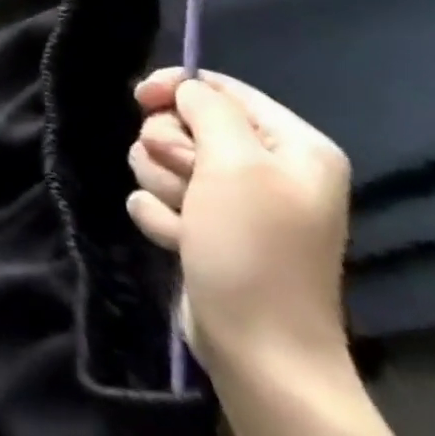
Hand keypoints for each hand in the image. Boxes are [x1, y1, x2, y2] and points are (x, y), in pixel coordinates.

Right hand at [127, 70, 351, 384]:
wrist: (256, 346)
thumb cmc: (254, 248)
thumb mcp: (235, 164)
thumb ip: (208, 109)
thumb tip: (183, 89)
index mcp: (293, 146)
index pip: (220, 88)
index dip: (175, 88)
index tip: (141, 99)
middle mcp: (265, 168)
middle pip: (182, 123)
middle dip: (169, 150)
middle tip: (189, 182)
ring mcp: (232, 201)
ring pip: (161, 160)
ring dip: (162, 187)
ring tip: (187, 222)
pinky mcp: (203, 227)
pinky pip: (157, 198)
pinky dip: (159, 218)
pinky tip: (180, 243)